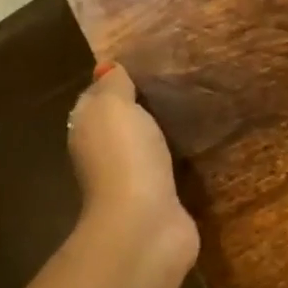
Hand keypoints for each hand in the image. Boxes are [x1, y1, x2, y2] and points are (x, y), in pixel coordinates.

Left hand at [67, 64, 197, 262]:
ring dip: (164, 134)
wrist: (145, 223)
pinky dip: (180, 159)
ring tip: (194, 109)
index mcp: (87, 130)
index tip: (149, 63)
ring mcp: (133, 180)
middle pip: (122, 124)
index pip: (97, 98)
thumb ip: (113, 85)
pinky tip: (199, 145)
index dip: (116, 82)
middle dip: (144, 107)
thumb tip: (108, 68)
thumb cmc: (125, 156)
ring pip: (147, 147)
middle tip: (180, 82)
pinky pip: (170, 170)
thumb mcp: (114, 106)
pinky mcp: (161, 199)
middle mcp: (104, 155)